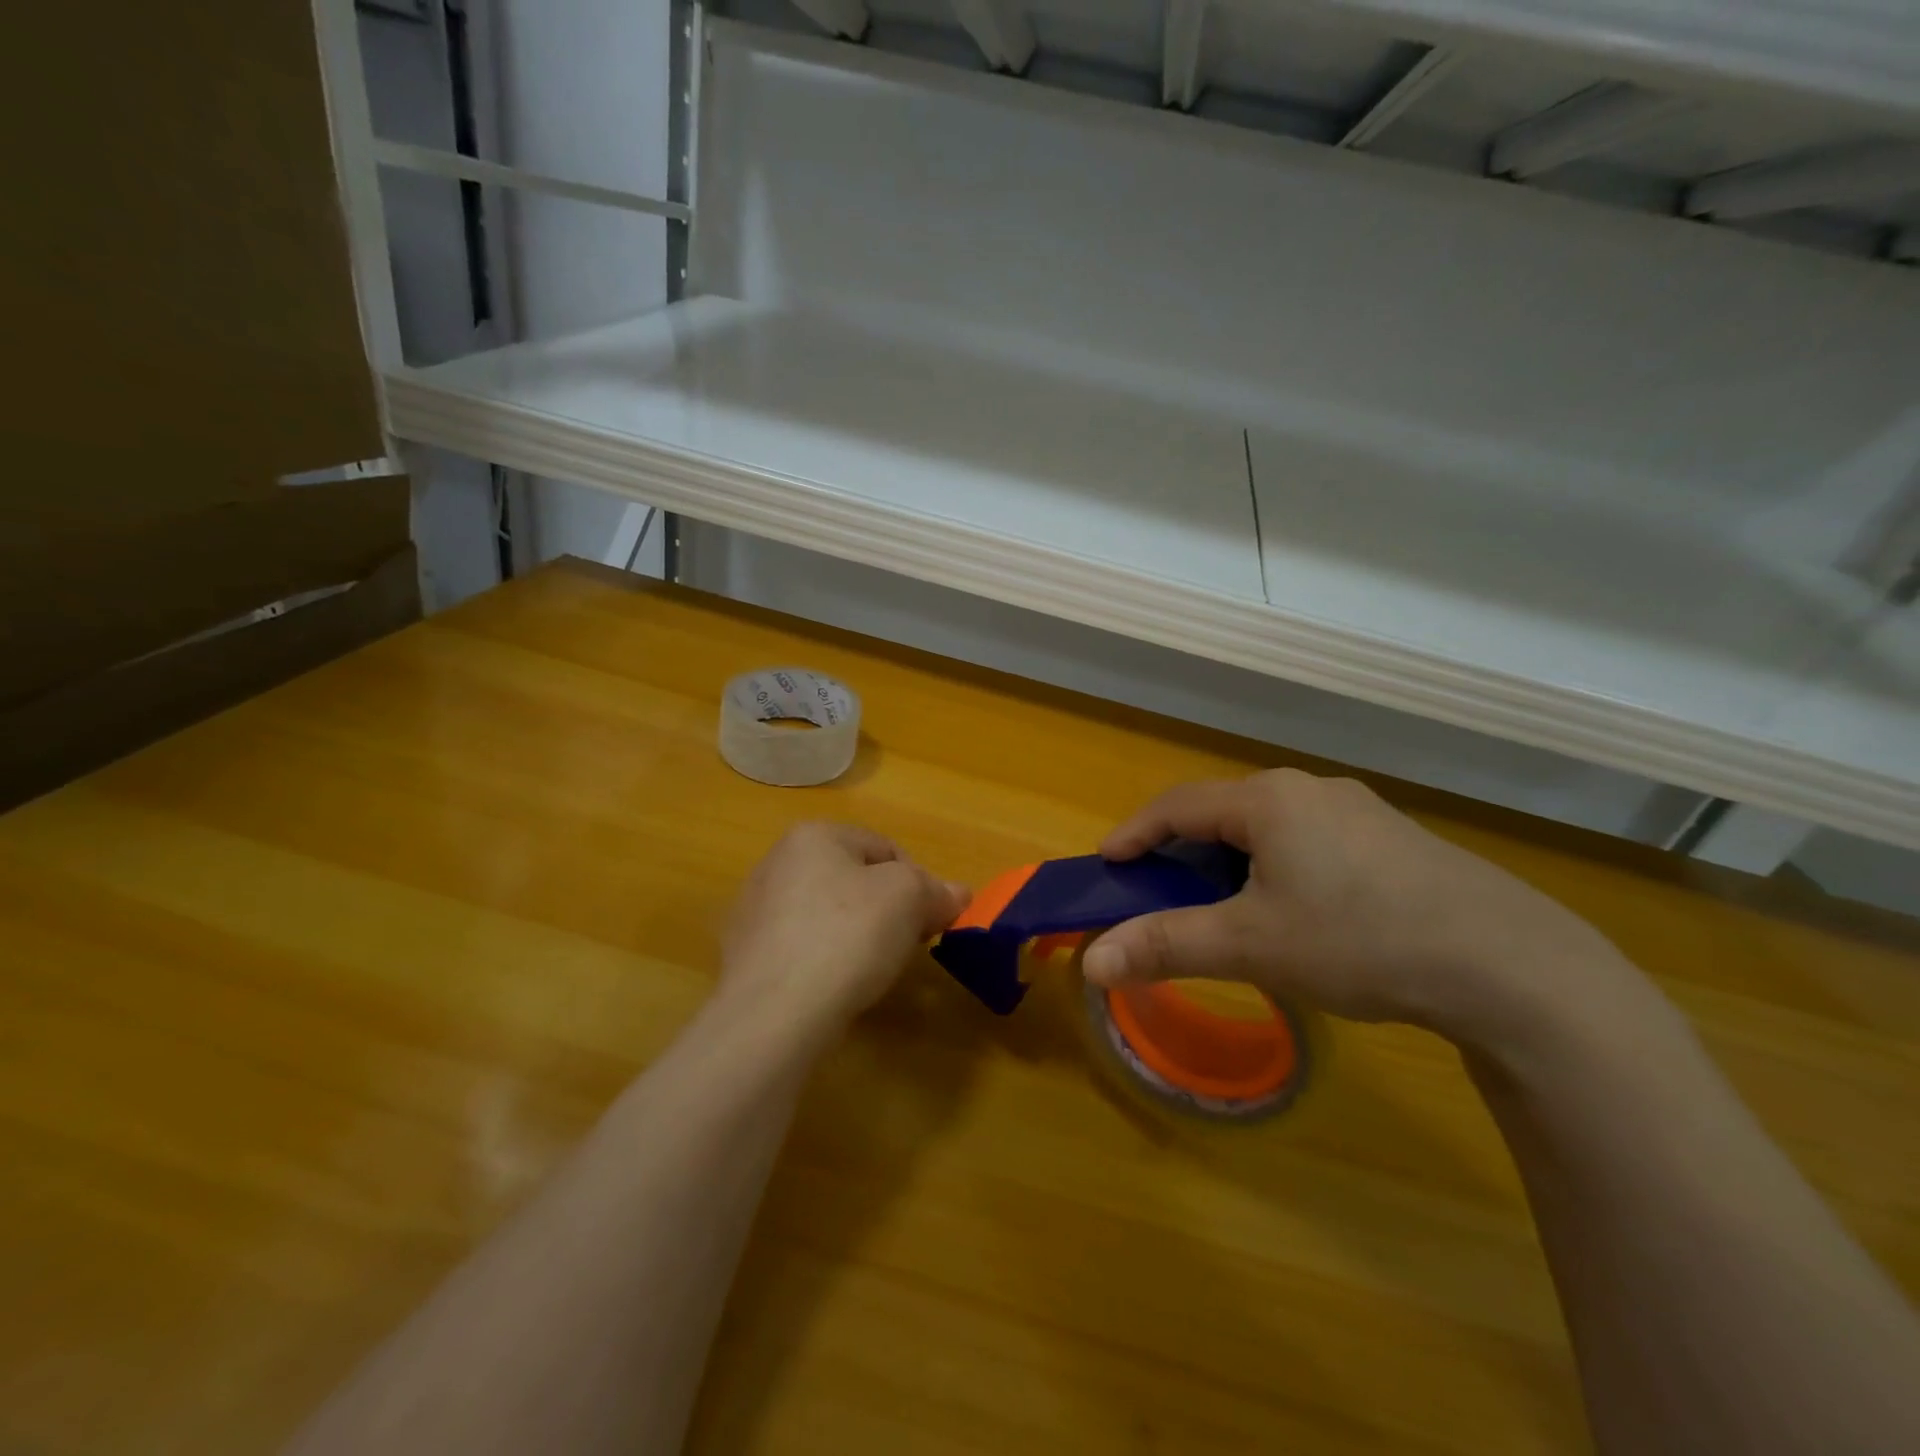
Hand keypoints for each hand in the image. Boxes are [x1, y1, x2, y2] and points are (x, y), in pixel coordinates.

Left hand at [717, 821, 968, 1041]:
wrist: (773, 1015)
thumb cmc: (846, 936)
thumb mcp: (908, 899)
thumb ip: (936, 890)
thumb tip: (957, 894)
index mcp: (813, 835)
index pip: (885, 849)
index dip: (919, 883)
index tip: (931, 921)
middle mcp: (777, 863)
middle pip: (854, 881)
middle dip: (887, 910)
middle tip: (906, 945)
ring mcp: (755, 912)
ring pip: (827, 916)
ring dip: (855, 937)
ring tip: (869, 971)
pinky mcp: (745, 957)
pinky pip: (802, 950)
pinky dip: (824, 963)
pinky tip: (834, 988)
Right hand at [1080, 770, 1636, 1052]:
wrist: (1509, 965)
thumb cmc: (1359, 940)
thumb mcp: (1250, 946)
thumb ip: (1165, 946)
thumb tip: (1090, 963)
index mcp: (1268, 800)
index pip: (1176, 805)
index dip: (1134, 833)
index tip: (1107, 865)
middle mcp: (1308, 789)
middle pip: (1221, 812)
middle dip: (1181, 851)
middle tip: (1161, 894)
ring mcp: (1356, 809)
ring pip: (1266, 827)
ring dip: (1229, 861)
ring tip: (1225, 908)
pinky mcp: (1389, 837)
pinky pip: (1307, 839)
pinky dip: (1274, 866)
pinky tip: (1294, 910)